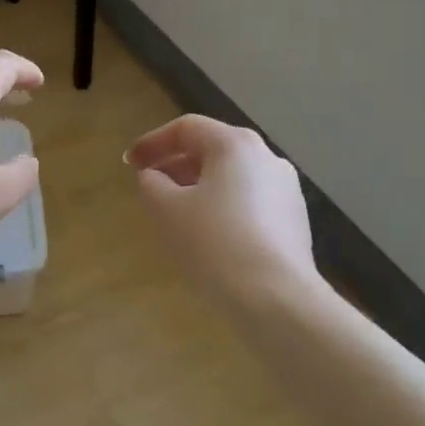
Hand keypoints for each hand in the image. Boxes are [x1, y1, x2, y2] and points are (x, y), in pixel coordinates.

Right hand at [126, 115, 319, 309]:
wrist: (275, 297)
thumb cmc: (214, 243)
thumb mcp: (167, 210)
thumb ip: (152, 184)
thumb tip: (154, 177)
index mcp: (235, 144)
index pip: (186, 128)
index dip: (153, 143)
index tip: (130, 164)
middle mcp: (266, 157)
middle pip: (213, 149)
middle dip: (176, 164)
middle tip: (151, 186)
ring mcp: (286, 188)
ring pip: (233, 177)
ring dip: (200, 186)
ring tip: (177, 212)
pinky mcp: (294, 219)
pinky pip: (250, 201)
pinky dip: (224, 206)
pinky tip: (210, 235)